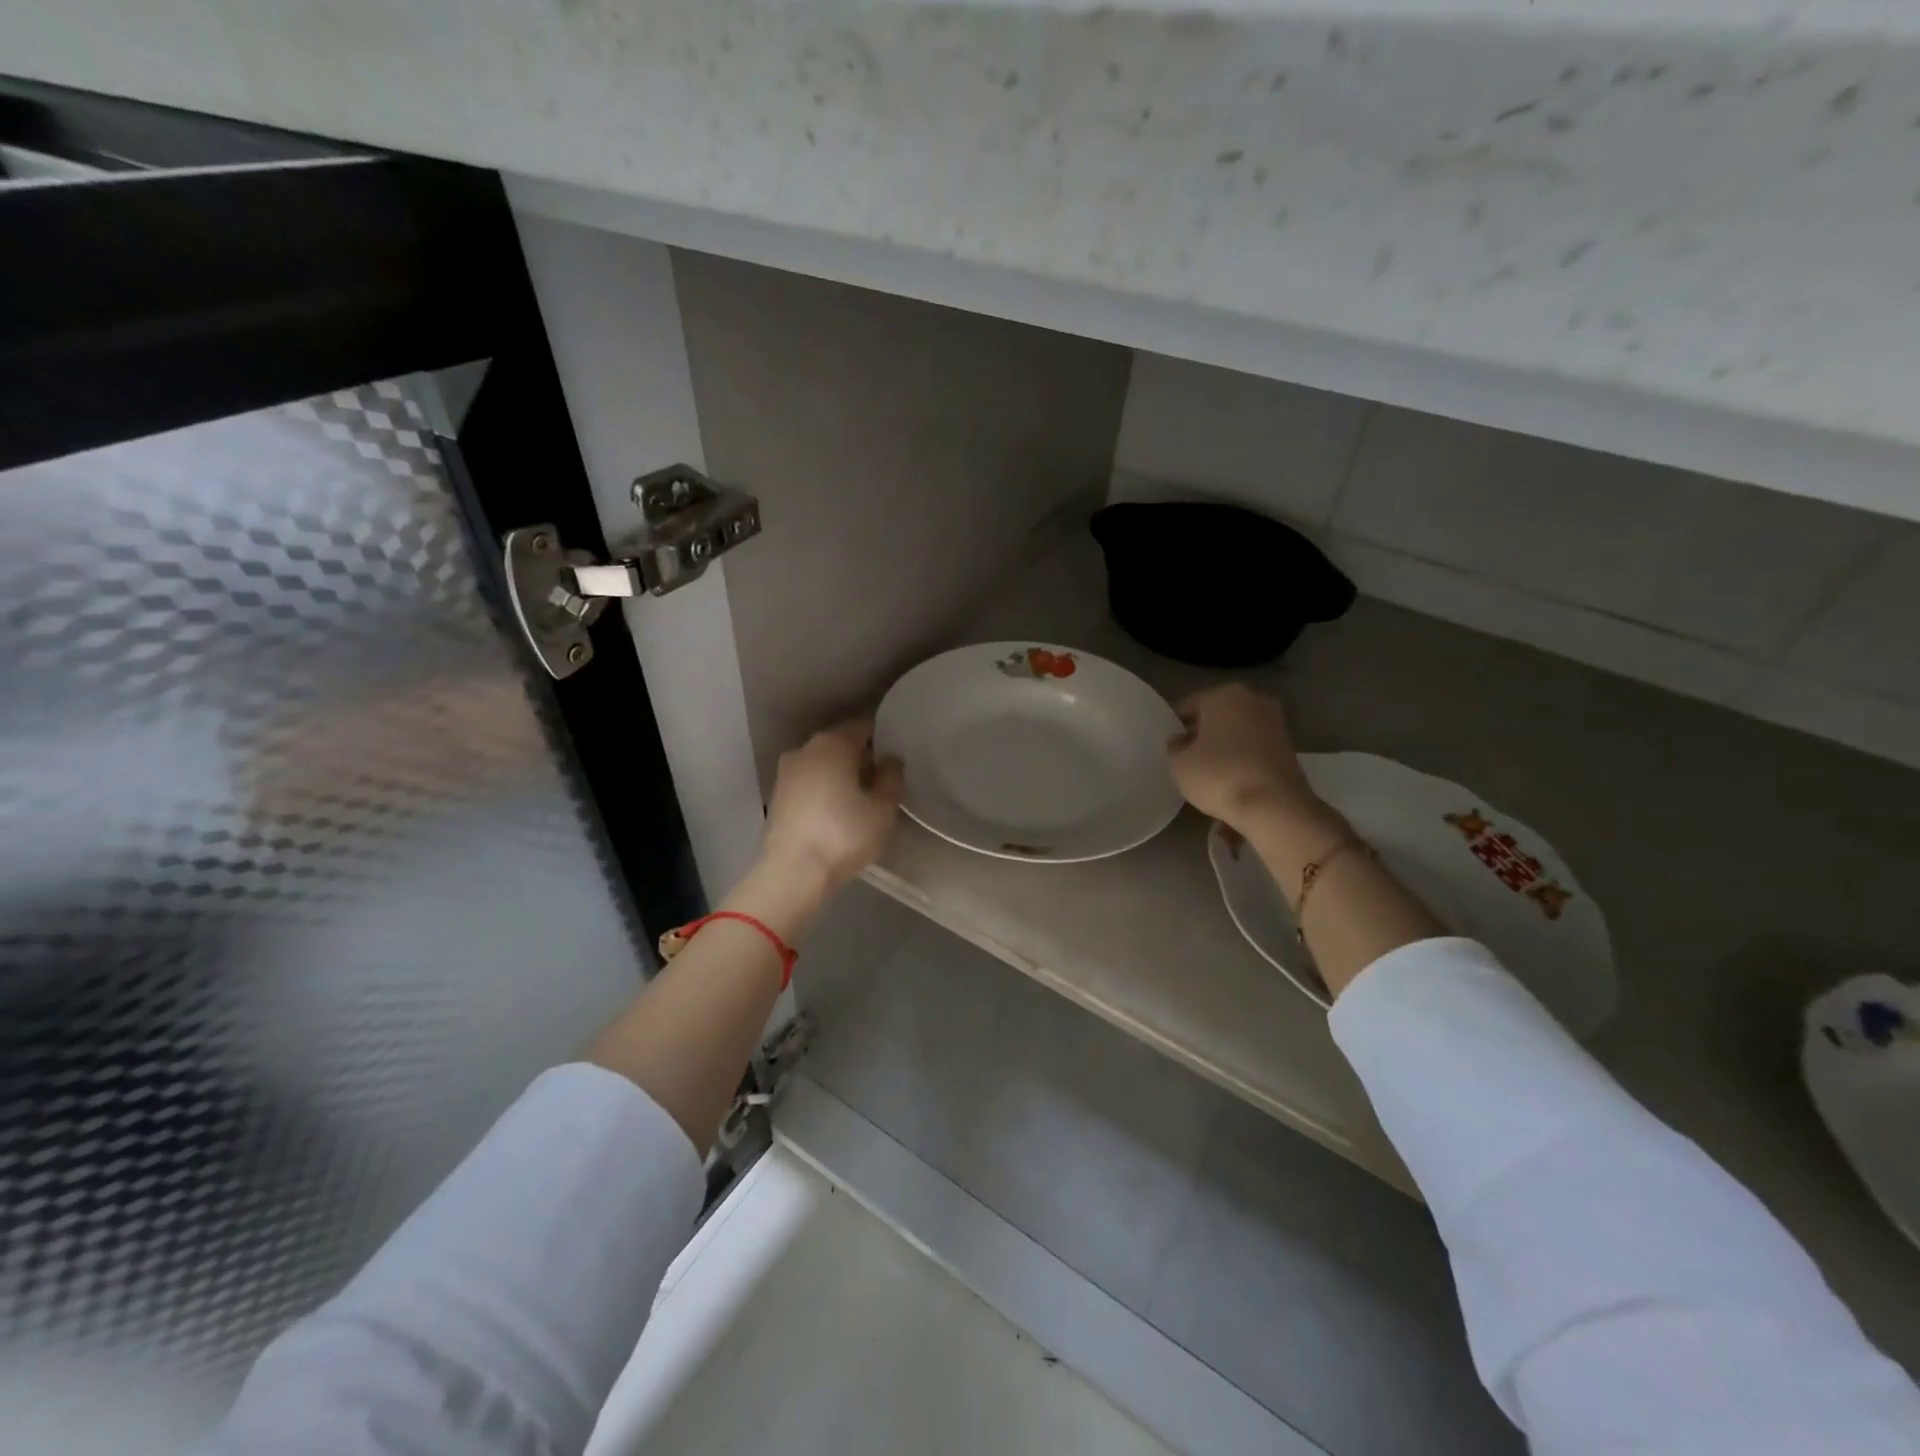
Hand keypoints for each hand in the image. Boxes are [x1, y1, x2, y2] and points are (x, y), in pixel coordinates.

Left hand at [762, 718, 904, 890]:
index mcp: (833, 743)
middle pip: (840, 744)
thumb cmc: (844, 835)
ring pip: (822, 764)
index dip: (882, 737)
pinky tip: (837, 811)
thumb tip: (890, 760)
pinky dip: (824, 790)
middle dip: (861, 757)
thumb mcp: (883, 808)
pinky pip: (809, 783)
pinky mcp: (777, 798)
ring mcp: (786, 773)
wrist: (792, 873)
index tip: (896, 755)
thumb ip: (892, 778)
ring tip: (861, 798)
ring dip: (841, 775)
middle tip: (883, 780)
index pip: (863, 726)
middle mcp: (805, 749)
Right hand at [1167, 684, 1315, 829]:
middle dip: (1203, 734)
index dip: (1175, 727)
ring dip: (1224, 747)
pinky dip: (1242, 759)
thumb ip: (1174, 747)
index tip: (1169, 747)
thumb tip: (1180, 741)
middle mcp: (1253, 700)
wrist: (1275, 806)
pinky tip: (1231, 780)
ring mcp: (1275, 723)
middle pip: (1216, 716)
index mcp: (1224, 695)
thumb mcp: (1179, 764)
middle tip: (1187, 758)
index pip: (1188, 706)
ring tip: (1209, 772)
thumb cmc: (1219, 775)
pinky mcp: (1289, 748)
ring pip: (1237, 732)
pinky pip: (1253, 749)